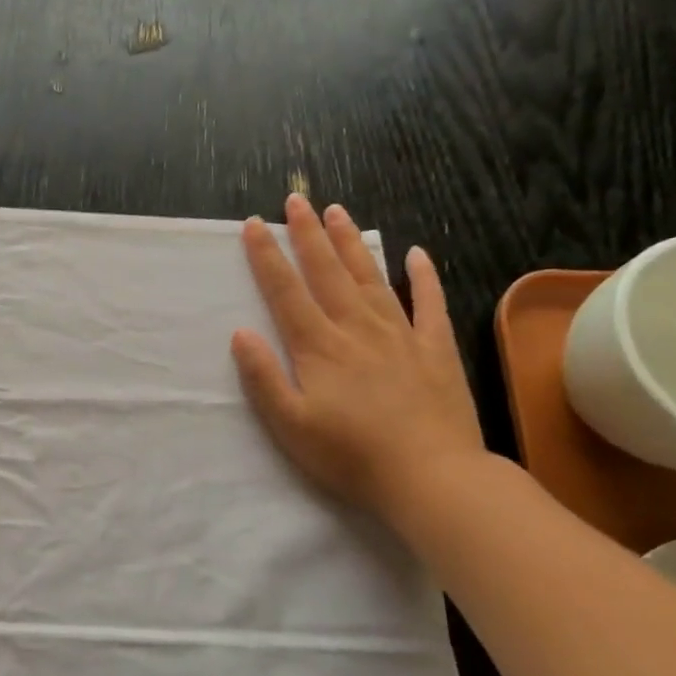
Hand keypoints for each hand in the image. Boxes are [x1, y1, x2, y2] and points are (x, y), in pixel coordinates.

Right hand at [231, 195, 484, 525]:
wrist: (431, 476)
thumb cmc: (349, 456)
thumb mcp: (289, 425)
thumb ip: (263, 377)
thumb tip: (240, 333)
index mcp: (318, 347)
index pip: (286, 291)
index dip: (267, 256)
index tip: (254, 225)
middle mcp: (356, 329)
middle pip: (327, 272)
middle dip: (308, 234)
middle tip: (296, 199)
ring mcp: (400, 335)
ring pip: (371, 277)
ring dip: (352, 243)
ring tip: (338, 211)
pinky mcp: (434, 349)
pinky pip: (429, 303)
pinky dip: (423, 276)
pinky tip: (415, 253)